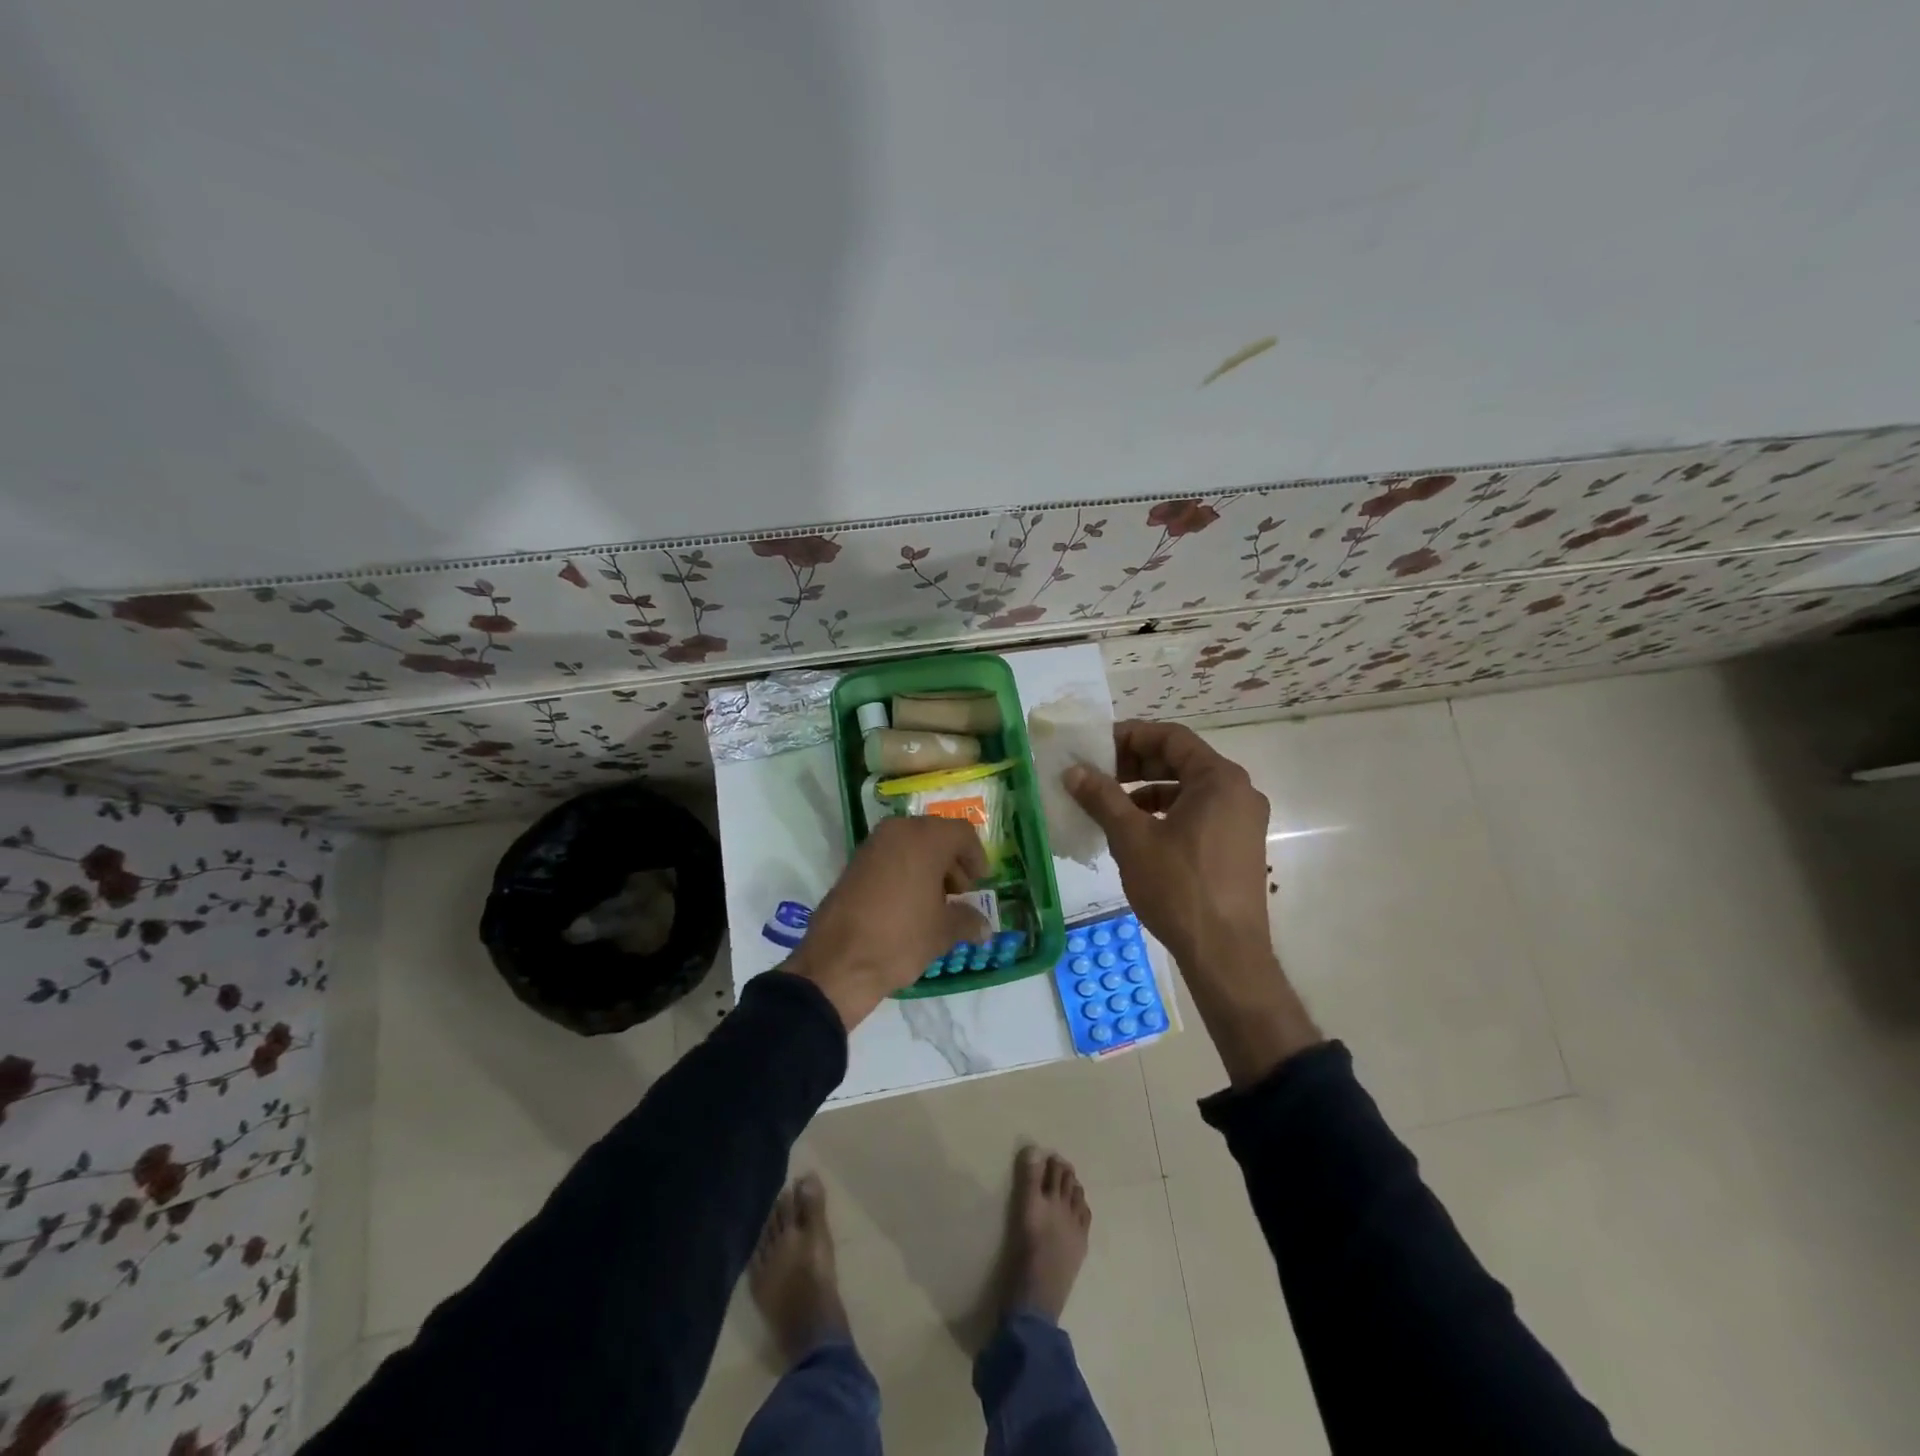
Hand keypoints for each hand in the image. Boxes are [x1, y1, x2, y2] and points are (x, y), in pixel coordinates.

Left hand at [787, 816, 989, 1028]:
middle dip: (952, 862)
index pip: (962, 833)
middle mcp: (897, 831)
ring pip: (911, 845)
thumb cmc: (900, 938)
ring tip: (936, 904)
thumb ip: (968, 921)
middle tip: (960, 894)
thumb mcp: (943, 932)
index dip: (976, 857)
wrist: (838, 962)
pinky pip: (890, 857)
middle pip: (935, 836)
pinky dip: (905, 872)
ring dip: (928, 867)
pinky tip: (909, 905)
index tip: (981, 883)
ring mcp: (872, 846)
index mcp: (925, 838)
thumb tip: (984, 926)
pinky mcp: (854, 864)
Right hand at [1064, 720, 1272, 968]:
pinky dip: (1165, 814)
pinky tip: (1136, 834)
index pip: (1172, 737)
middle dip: (1136, 764)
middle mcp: (1239, 792)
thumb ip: (1102, 797)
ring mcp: (1243, 821)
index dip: (1130, 736)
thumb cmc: (1179, 887)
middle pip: (1181, 761)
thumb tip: (1073, 771)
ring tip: (1110, 805)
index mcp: (1219, 779)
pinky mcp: (1238, 847)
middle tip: (1097, 774)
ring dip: (1147, 791)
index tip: (1096, 746)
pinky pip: (1198, 814)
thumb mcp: (1132, 838)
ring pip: (1188, 790)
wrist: (1225, 954)